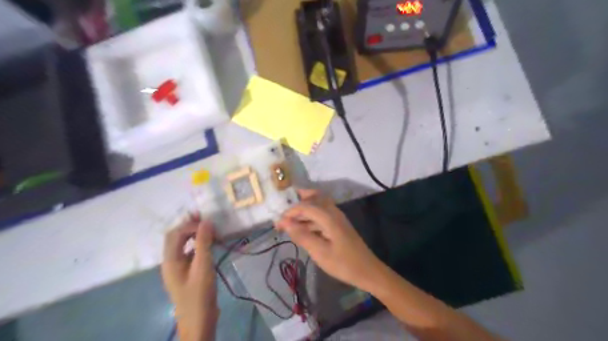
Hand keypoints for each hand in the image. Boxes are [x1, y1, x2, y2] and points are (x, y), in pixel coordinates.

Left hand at [162, 214, 218, 339]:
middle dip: (190, 226)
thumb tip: (206, 221)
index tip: (209, 225)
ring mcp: (178, 268)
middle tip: (207, 219)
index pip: (176, 233)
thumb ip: (203, 243)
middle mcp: (171, 261)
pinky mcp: (187, 273)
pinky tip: (210, 244)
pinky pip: (190, 253)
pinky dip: (199, 245)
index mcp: (170, 259)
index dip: (191, 225)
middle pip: (176, 237)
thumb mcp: (203, 266)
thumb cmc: (199, 294)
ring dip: (195, 234)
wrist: (198, 322)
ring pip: (184, 244)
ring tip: (210, 228)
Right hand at [278, 188, 380, 291]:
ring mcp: (337, 218)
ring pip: (318, 206)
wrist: (368, 271)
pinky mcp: (338, 225)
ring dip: (304, 210)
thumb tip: (284, 222)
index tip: (278, 222)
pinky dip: (311, 218)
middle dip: (298, 201)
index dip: (290, 211)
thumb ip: (302, 235)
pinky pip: (322, 215)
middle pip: (315, 197)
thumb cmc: (343, 264)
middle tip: (284, 211)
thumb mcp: (320, 252)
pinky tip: (303, 229)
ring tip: (290, 223)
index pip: (306, 205)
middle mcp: (333, 212)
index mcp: (329, 217)